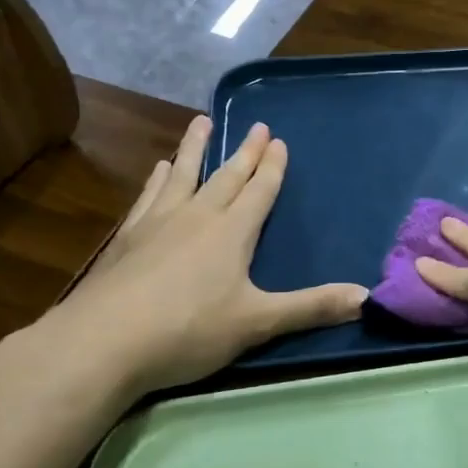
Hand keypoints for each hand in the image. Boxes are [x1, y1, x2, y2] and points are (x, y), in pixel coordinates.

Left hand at [41, 117, 366, 400]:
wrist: (102, 343)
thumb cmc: (188, 330)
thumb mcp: (258, 323)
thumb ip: (311, 308)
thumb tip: (366, 296)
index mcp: (232, 232)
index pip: (259, 191)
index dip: (272, 167)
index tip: (278, 140)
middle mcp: (197, 216)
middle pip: (226, 176)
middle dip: (244, 152)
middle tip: (256, 126)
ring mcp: (157, 223)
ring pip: (183, 175)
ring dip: (195, 149)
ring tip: (200, 123)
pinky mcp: (127, 239)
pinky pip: (149, 197)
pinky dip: (157, 179)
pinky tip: (158, 171)